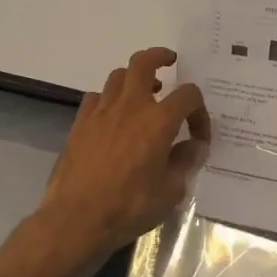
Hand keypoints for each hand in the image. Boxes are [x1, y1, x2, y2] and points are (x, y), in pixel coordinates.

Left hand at [38, 47, 210, 261]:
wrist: (76, 219)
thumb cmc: (130, 207)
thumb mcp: (170, 191)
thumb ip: (186, 162)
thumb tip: (194, 146)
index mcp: (159, 121)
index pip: (188, 96)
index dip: (199, 111)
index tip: (199, 135)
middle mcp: (130, 107)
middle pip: (143, 63)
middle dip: (159, 57)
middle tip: (169, 63)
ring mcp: (101, 112)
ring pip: (118, 76)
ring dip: (134, 78)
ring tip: (143, 93)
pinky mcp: (80, 124)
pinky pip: (96, 97)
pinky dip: (108, 99)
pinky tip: (112, 116)